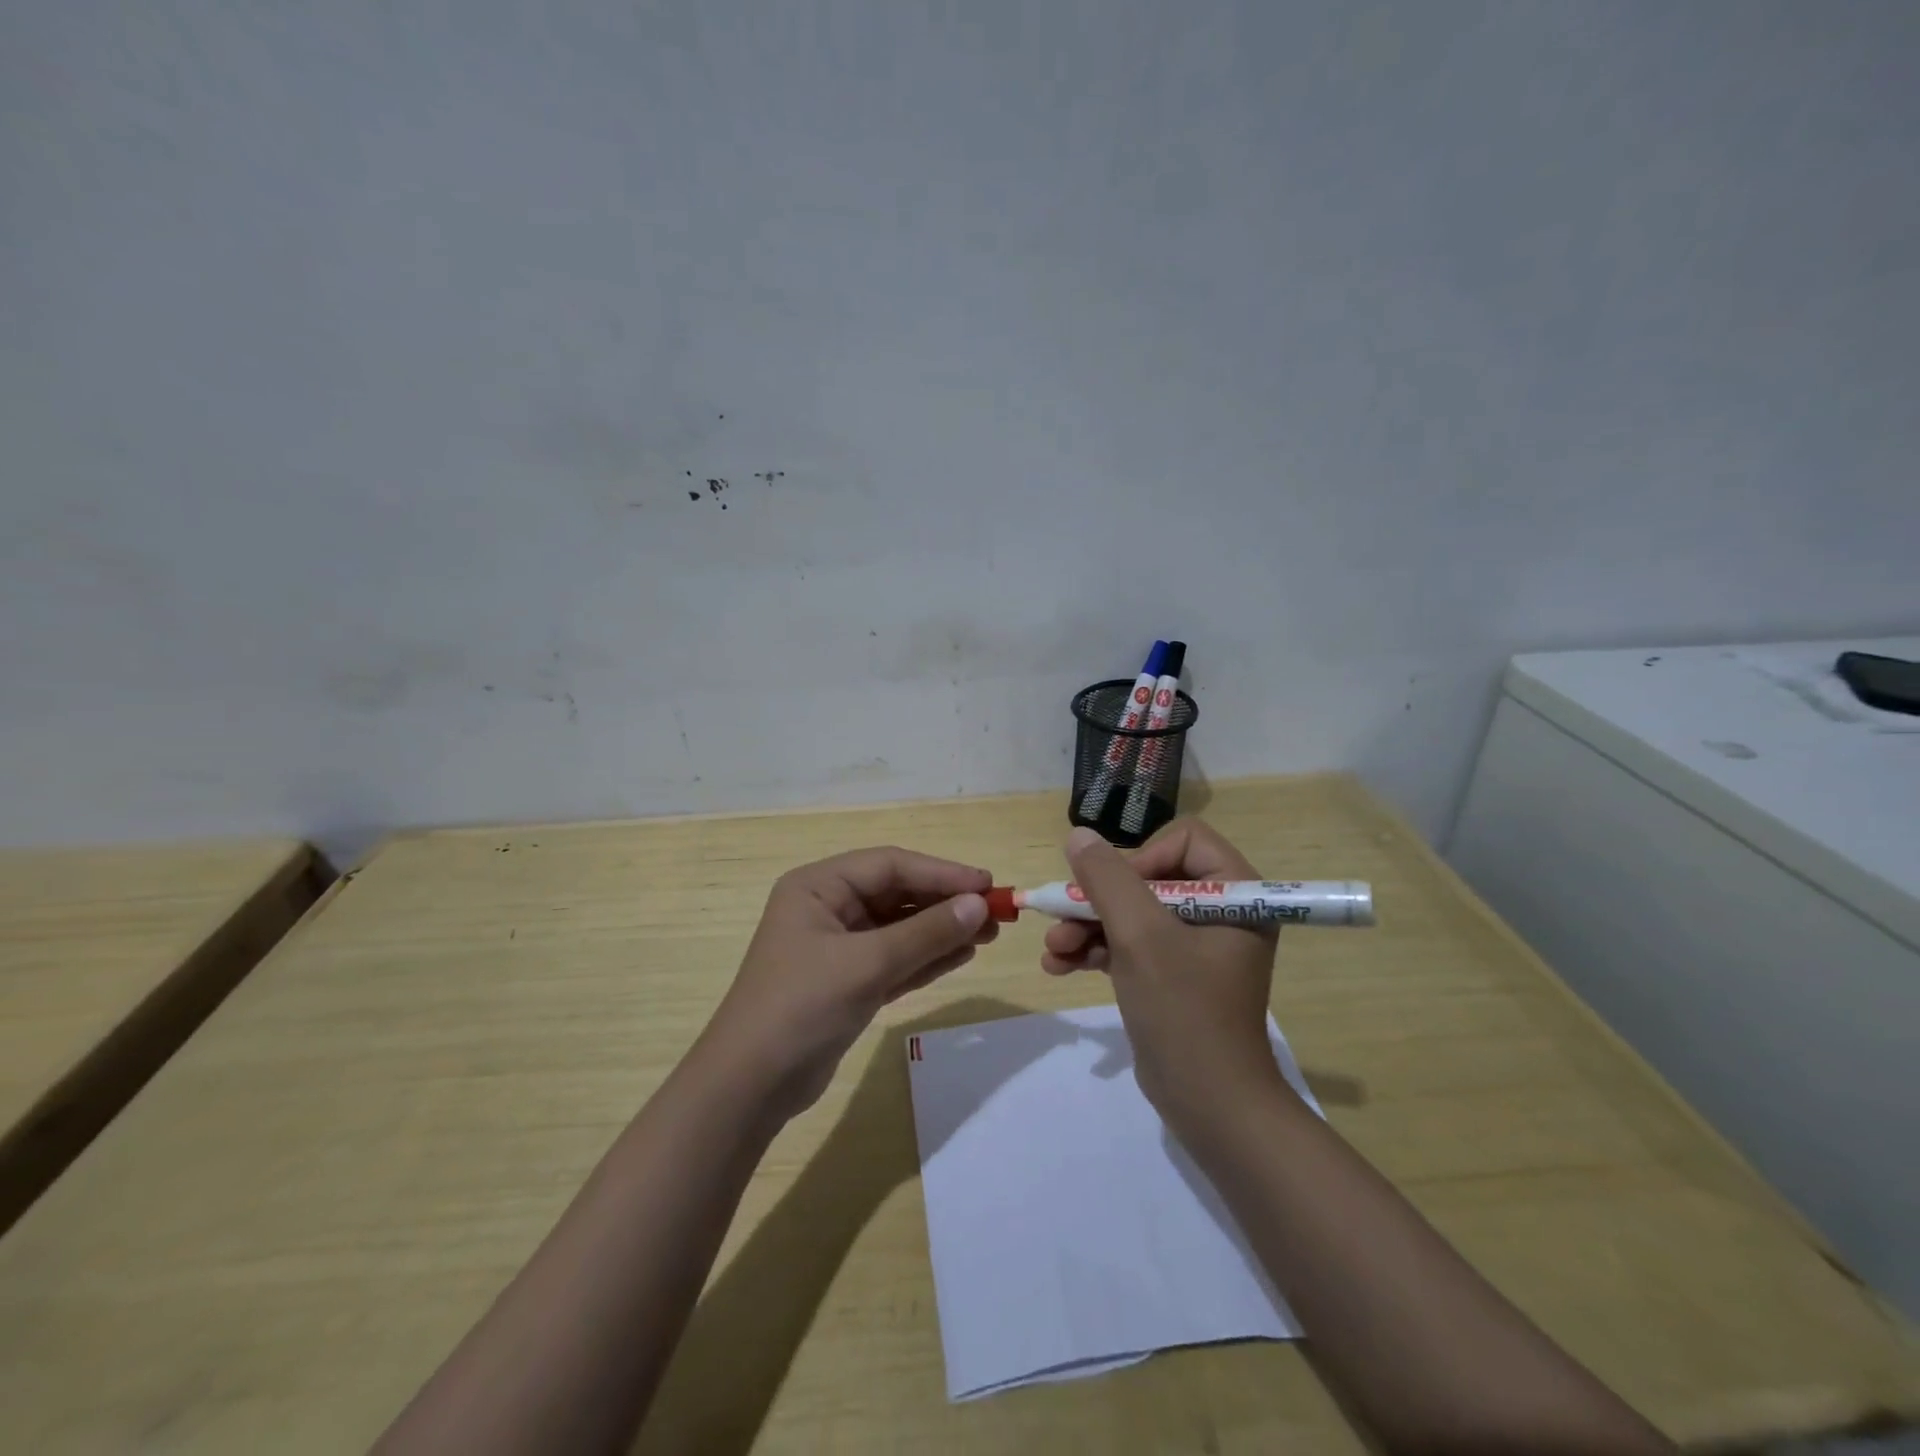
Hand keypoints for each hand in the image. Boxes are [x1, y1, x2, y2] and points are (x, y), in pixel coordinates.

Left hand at [696, 847, 994, 1121]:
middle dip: (945, 903)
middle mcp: (827, 908)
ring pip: (900, 928)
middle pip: (897, 893)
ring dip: (942, 930)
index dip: (941, 872)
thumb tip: (979, 905)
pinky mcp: (848, 981)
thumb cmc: (801, 1007)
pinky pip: (896, 958)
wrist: (750, 1087)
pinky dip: (927, 957)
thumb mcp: (866, 964)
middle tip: (995, 912)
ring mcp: (838, 946)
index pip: (890, 865)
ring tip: (989, 933)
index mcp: (818, 886)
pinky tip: (963, 955)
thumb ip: (925, 933)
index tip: (987, 885)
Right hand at [1042, 821, 1284, 1128]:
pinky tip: (1059, 965)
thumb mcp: (1140, 937)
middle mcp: (1220, 912)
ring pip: (1132, 913)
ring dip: (1088, 926)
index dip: (1141, 858)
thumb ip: (1107, 879)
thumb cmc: (1184, 1011)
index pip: (1184, 841)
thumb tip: (1079, 835)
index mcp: (1237, 894)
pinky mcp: (1173, 975)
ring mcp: (1195, 946)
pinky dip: (1096, 950)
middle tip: (1060, 918)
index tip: (1112, 890)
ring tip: (1052, 949)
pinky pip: (1131, 945)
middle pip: (1149, 877)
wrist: (1209, 1106)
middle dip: (1099, 900)